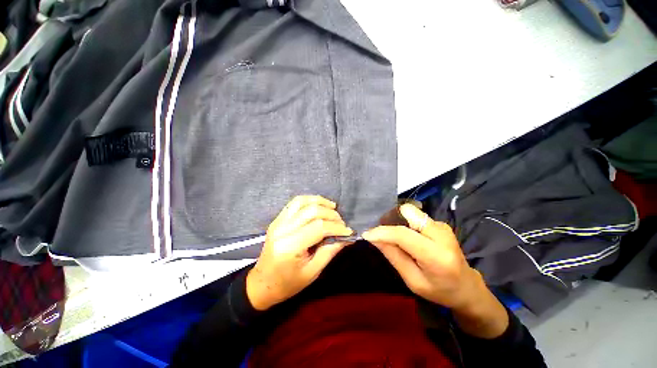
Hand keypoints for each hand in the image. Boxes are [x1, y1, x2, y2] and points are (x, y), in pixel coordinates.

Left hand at [246, 195, 352, 310]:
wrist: (262, 284)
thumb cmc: (288, 283)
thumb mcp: (312, 272)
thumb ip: (330, 251)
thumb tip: (346, 237)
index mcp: (290, 246)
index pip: (319, 228)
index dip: (337, 227)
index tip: (348, 231)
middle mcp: (283, 229)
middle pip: (312, 211)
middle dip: (331, 215)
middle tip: (341, 223)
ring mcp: (278, 222)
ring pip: (302, 202)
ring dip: (320, 202)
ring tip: (333, 207)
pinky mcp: (277, 219)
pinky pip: (295, 203)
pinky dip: (309, 200)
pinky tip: (319, 204)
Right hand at [363, 204, 507, 337]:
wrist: (467, 287)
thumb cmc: (440, 291)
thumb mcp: (413, 281)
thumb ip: (393, 256)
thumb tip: (374, 238)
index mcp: (436, 256)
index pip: (403, 235)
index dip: (382, 231)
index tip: (367, 234)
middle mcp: (441, 234)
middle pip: (408, 212)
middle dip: (391, 220)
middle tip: (382, 234)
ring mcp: (442, 226)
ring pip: (410, 212)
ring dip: (398, 221)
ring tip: (395, 237)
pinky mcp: (440, 223)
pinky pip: (415, 216)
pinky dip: (406, 223)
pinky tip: (407, 237)